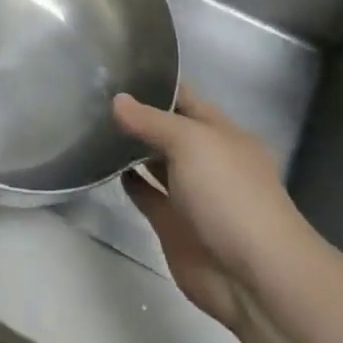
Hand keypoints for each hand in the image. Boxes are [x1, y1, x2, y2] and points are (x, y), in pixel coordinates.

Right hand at [114, 89, 308, 332]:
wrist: (252, 275)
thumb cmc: (229, 195)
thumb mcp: (192, 143)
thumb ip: (152, 121)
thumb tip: (118, 100)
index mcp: (222, 133)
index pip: (185, 98)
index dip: (156, 83)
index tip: (117, 67)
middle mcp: (206, 159)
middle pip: (168, 130)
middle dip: (138, 114)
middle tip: (93, 95)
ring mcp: (190, 193)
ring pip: (155, 162)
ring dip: (130, 148)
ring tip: (91, 125)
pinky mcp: (173, 224)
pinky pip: (147, 195)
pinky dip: (128, 182)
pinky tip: (102, 166)